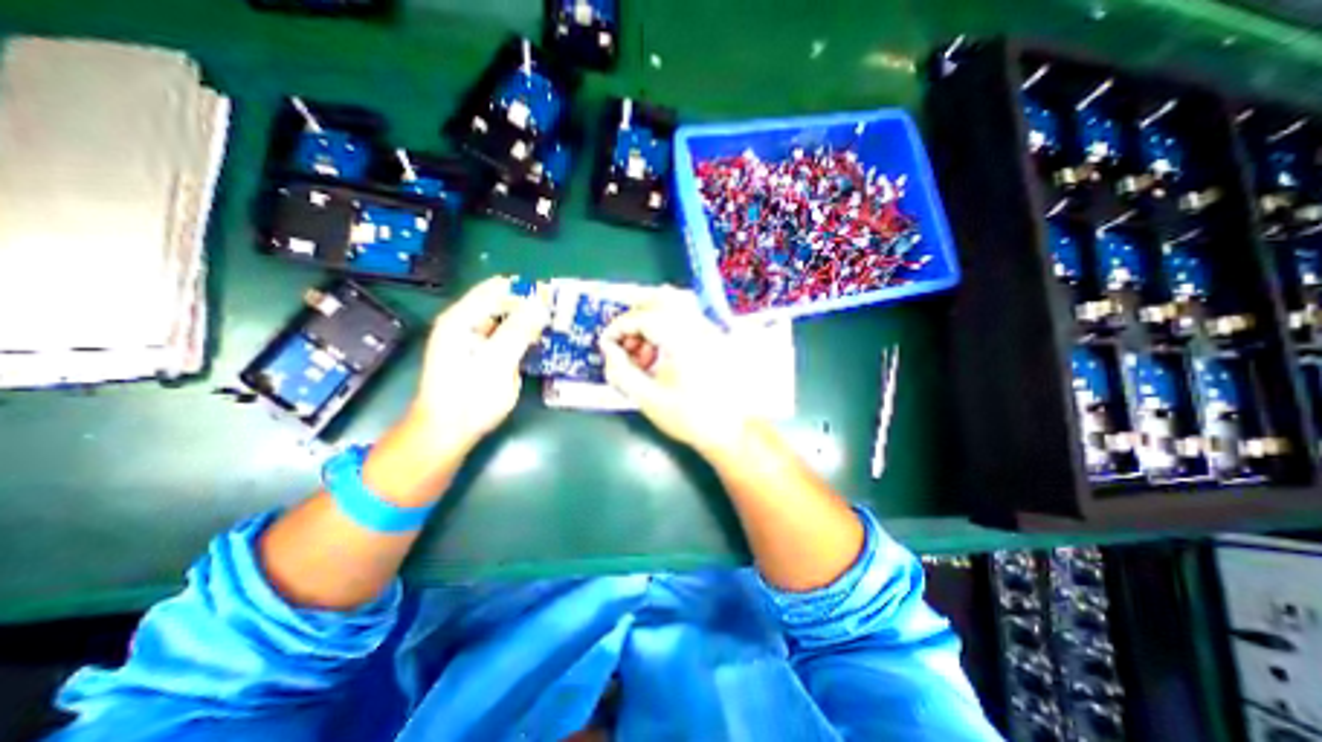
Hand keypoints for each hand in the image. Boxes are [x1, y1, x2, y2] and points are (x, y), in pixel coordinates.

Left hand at [405, 275, 545, 453]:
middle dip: (531, 306)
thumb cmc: (470, 398)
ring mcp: (475, 339)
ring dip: (530, 322)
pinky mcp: (484, 354)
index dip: (527, 290)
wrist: (448, 432)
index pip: (499, 288)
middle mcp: (467, 323)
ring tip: (556, 327)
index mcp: (462, 319)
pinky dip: (524, 336)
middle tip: (559, 316)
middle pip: (504, 302)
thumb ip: (519, 330)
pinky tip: (540, 343)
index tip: (555, 299)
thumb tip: (541, 302)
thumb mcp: (497, 362)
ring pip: (508, 319)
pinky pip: (508, 336)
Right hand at [601, 289, 751, 456]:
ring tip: (642, 348)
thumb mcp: (648, 399)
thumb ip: (621, 372)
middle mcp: (697, 326)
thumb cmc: (690, 418)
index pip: (642, 317)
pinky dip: (666, 323)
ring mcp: (709, 329)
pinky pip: (686, 315)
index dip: (618, 327)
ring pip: (675, 302)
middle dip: (634, 316)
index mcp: (681, 340)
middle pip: (660, 298)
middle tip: (623, 341)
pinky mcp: (714, 336)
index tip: (606, 344)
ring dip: (651, 317)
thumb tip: (609, 349)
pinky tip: (661, 351)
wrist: (733, 430)